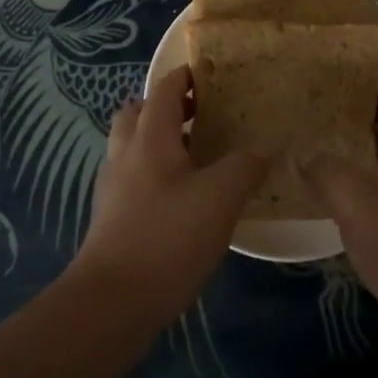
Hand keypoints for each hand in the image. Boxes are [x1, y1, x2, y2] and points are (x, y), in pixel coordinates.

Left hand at [70, 66, 268, 328]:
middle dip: (166, 107)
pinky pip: (132, 177)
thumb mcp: (220, 198)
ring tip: (196, 154)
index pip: (164, 90)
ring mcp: (114, 188)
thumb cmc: (167, 237)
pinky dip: (154, 172)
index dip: (185, 76)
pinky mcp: (111, 218)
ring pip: (132, 146)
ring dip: (158, 140)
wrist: (112, 303)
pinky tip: (182, 197)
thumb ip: (245, 165)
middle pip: (138, 113)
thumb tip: (266, 145)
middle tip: (202, 114)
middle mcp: (126, 154)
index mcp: (150, 138)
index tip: (211, 74)